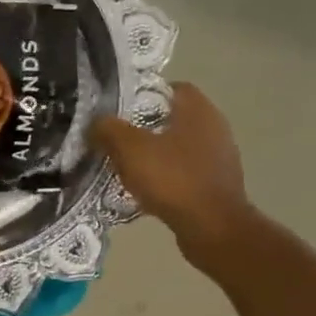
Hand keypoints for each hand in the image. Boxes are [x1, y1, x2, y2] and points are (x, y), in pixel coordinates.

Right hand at [90, 84, 253, 266]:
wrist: (213, 229)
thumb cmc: (173, 179)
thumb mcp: (129, 149)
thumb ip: (108, 129)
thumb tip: (96, 123)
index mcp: (198, 110)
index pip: (170, 87)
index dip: (143, 94)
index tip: (118, 110)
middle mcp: (214, 127)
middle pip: (172, 118)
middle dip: (143, 126)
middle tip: (115, 138)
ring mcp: (219, 157)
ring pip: (177, 146)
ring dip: (154, 154)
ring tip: (125, 165)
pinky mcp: (217, 184)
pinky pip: (184, 171)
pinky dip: (165, 176)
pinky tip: (144, 189)